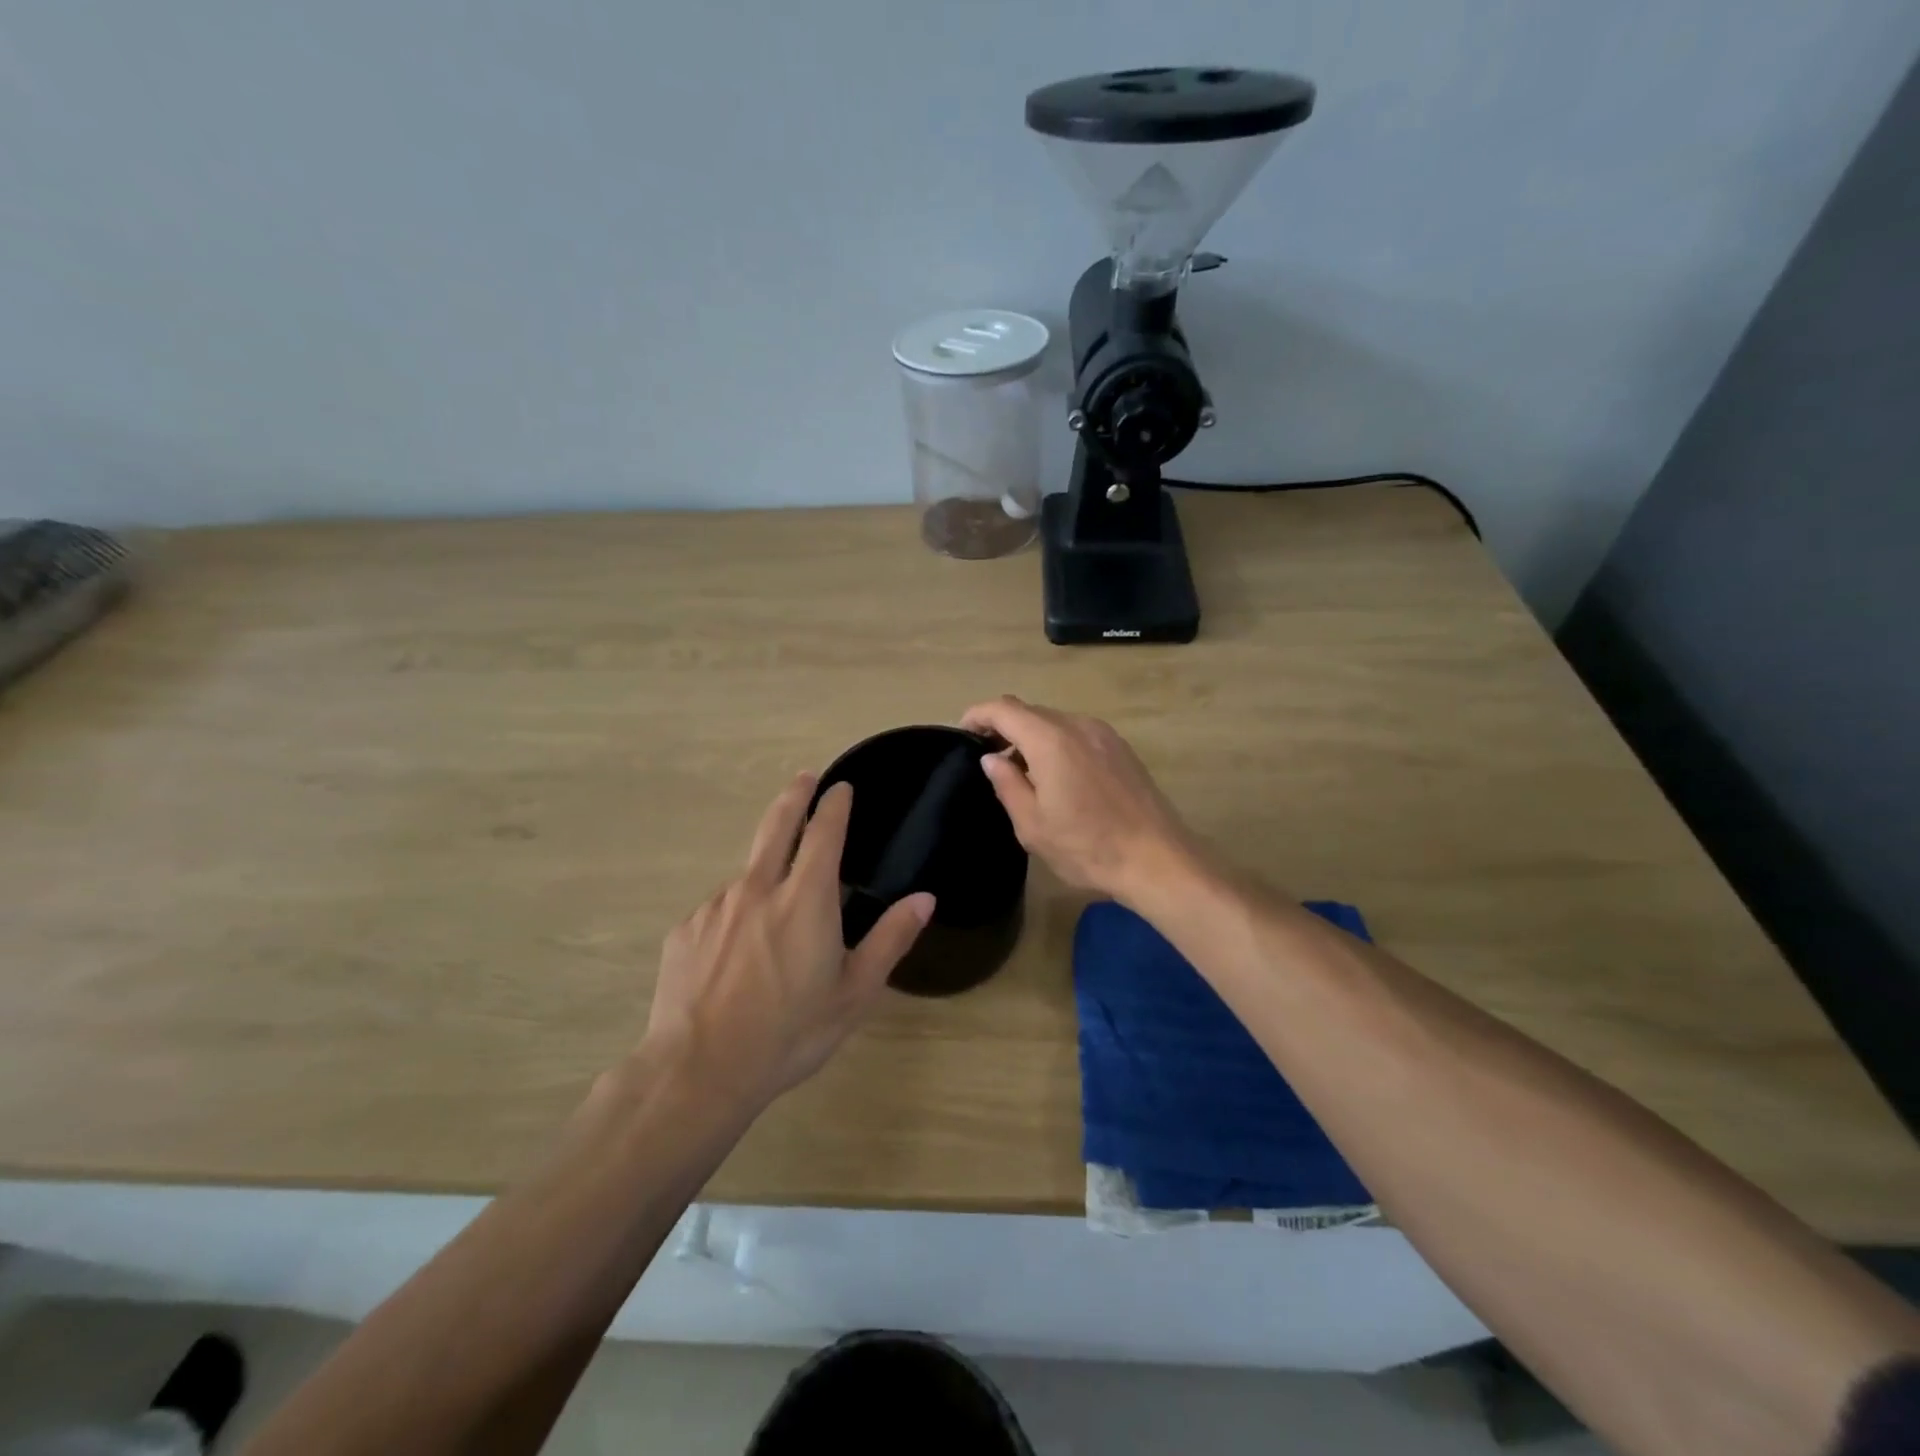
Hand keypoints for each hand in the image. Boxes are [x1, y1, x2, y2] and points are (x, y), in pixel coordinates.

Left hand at [644, 776, 933, 1113]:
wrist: (698, 1072)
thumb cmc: (790, 1033)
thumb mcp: (854, 993)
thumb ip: (891, 939)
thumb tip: (925, 898)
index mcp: (806, 899)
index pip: (824, 832)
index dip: (834, 804)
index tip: (840, 786)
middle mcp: (758, 888)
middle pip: (777, 826)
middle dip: (794, 797)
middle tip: (804, 778)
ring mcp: (716, 906)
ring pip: (748, 875)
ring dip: (765, 873)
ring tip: (774, 914)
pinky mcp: (685, 930)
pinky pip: (719, 910)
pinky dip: (735, 916)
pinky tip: (735, 955)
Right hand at [960, 696, 1200, 906]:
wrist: (1158, 859)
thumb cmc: (1088, 847)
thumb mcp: (1033, 825)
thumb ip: (1007, 784)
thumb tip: (992, 758)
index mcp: (1050, 739)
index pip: (1004, 708)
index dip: (978, 715)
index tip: (963, 733)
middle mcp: (1078, 725)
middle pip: (1030, 712)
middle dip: (1004, 727)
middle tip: (988, 759)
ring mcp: (1104, 734)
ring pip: (1055, 722)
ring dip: (1032, 737)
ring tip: (1022, 773)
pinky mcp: (1121, 748)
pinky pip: (1078, 734)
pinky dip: (1057, 744)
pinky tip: (1057, 778)